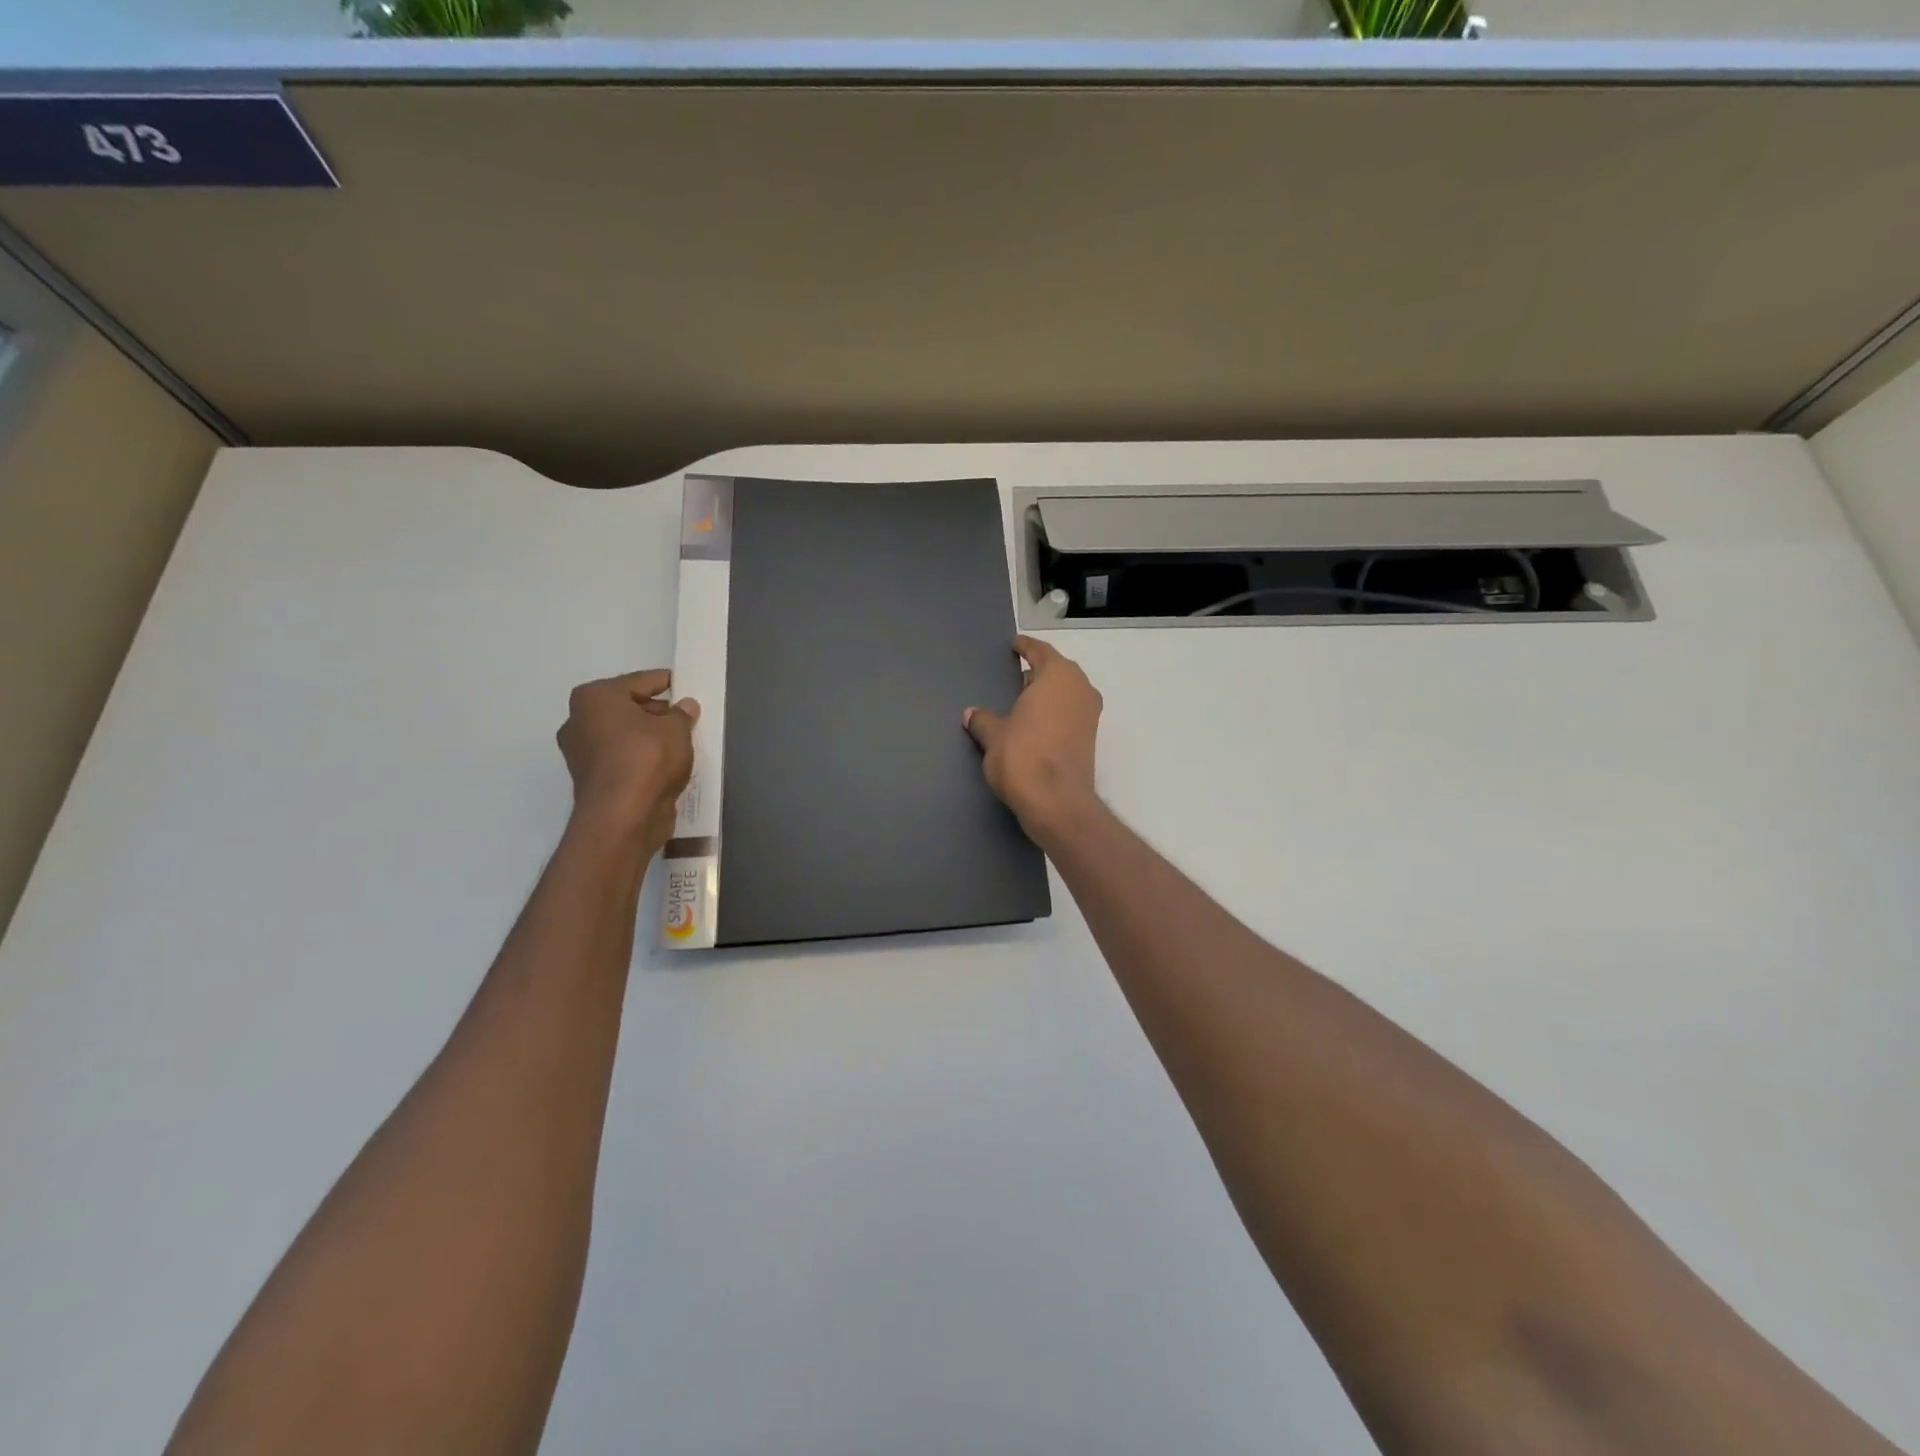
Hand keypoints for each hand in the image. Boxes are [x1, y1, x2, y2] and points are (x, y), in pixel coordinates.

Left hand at [557, 670, 698, 848]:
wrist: (622, 817)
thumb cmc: (646, 758)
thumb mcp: (676, 729)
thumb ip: (682, 714)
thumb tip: (685, 706)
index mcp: (594, 698)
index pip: (637, 681)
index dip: (663, 682)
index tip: (682, 683)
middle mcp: (579, 721)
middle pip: (625, 708)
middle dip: (655, 711)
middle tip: (685, 716)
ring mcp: (581, 754)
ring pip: (623, 736)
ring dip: (648, 737)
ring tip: (680, 741)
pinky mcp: (592, 781)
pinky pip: (622, 759)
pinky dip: (641, 759)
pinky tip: (666, 764)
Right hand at [964, 636, 1103, 845]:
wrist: (1056, 803)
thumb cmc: (1022, 757)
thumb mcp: (993, 736)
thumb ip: (983, 720)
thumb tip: (972, 714)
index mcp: (1058, 676)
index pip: (1040, 651)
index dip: (1026, 647)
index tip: (1015, 645)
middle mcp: (1080, 688)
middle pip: (1057, 671)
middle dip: (1037, 673)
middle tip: (1013, 678)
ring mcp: (1090, 714)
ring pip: (1066, 693)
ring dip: (1047, 696)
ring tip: (1020, 704)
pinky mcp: (1090, 739)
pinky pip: (1070, 713)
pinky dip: (1054, 714)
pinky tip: (1033, 726)